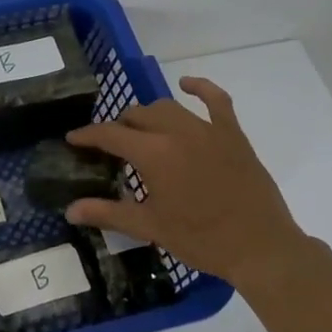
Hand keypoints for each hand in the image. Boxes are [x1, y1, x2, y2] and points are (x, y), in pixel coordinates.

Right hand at [65, 77, 312, 293]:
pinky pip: (216, 100)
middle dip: (118, 127)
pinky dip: (199, 87)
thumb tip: (71, 210)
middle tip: (110, 147)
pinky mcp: (233, 134)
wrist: (260, 247)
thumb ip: (108, 213)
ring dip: (148, 115)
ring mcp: (208, 129)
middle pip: (137, 116)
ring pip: (167, 107)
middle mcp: (177, 132)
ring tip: (140, 130)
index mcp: (154, 154)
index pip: (110, 134)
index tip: (73, 139)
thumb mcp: (150, 227)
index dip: (88, 135)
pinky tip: (186, 84)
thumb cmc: (201, 240)